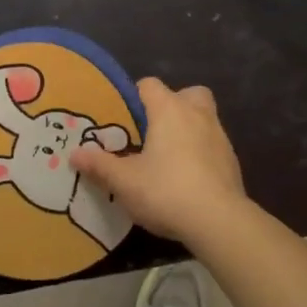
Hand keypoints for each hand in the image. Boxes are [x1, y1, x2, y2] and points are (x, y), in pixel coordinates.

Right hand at [71, 78, 246, 248]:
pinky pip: (212, 145)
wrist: (219, 221)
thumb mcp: (124, 182)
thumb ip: (99, 165)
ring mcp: (219, 136)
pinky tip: (187, 178)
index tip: (123, 119)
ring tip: (168, 158)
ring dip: (188, 129)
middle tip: (153, 131)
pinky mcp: (232, 160)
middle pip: (186, 94)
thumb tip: (75, 154)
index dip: (134, 96)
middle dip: (172, 106)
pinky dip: (201, 153)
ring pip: (203, 118)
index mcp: (169, 110)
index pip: (149, 85)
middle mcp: (197, 114)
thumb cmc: (166, 191)